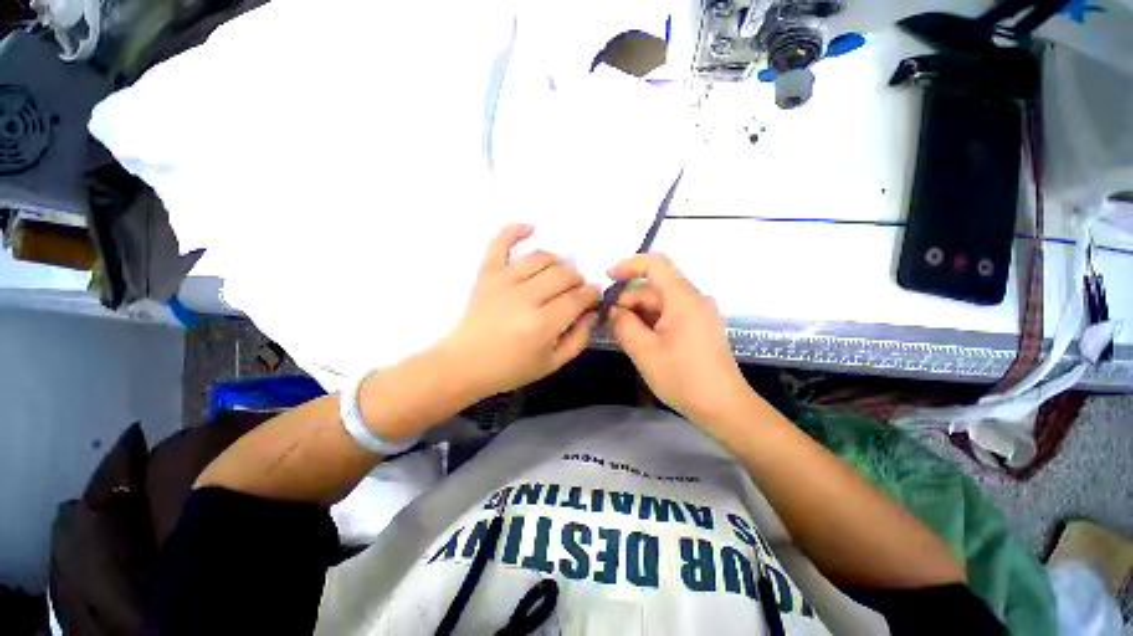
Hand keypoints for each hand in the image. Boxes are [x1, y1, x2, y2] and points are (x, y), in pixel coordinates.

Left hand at [441, 225, 599, 398]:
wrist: (464, 364)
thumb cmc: (510, 369)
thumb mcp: (553, 364)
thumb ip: (579, 338)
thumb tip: (592, 311)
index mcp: (543, 323)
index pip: (578, 297)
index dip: (592, 294)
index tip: (593, 296)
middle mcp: (526, 297)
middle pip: (564, 274)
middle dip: (577, 280)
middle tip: (575, 292)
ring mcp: (504, 281)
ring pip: (542, 257)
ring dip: (557, 263)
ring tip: (557, 276)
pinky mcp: (487, 273)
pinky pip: (500, 243)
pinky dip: (515, 230)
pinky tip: (531, 227)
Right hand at [606, 254, 750, 421]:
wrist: (724, 408)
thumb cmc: (683, 378)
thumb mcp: (644, 352)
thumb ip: (623, 325)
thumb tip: (612, 310)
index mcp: (684, 299)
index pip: (656, 264)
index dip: (629, 265)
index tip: (608, 278)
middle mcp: (694, 299)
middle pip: (654, 288)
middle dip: (628, 301)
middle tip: (608, 323)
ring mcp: (698, 314)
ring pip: (660, 303)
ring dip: (637, 314)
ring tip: (620, 334)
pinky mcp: (699, 327)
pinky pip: (669, 315)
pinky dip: (650, 322)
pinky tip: (638, 339)